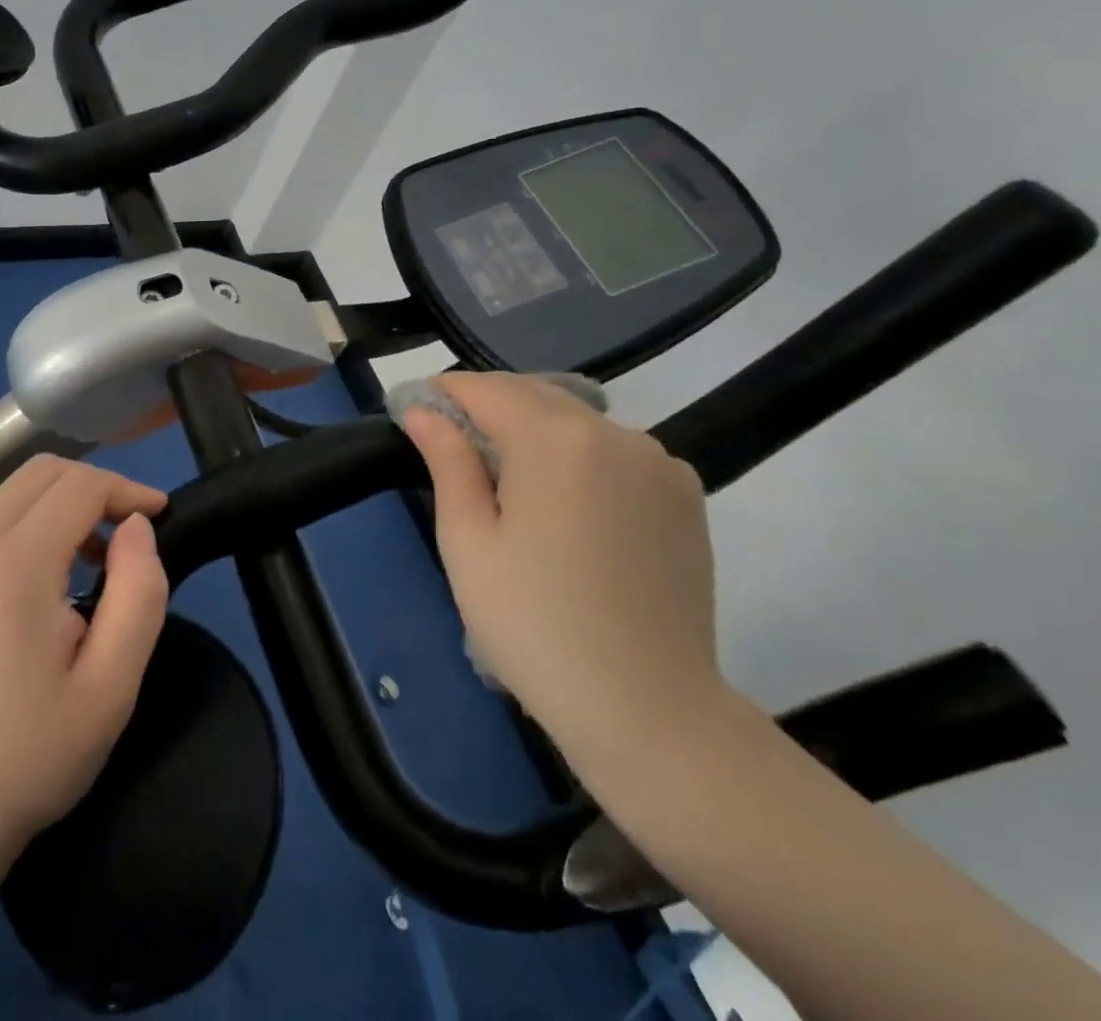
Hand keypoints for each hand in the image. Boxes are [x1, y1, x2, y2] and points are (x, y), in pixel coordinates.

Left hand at [0, 455, 169, 891]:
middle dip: (92, 485)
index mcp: (14, 566)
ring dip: (53, 507)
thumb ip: (139, 592)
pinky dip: (15, 531)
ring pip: (3, 496)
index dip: (127, 488)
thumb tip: (136, 527)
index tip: (158, 515)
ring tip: (84, 560)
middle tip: (124, 533)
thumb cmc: (28, 760)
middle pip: (38, 472)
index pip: (80, 485)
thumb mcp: (112, 687)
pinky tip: (29, 589)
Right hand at [399, 372, 723, 762]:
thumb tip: (423, 412)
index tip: (417, 411)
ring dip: (534, 429)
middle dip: (488, 407)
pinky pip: (615, 450)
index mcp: (556, 440)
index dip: (446, 393)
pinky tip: (565, 502)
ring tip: (508, 478)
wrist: (649, 711)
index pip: (487, 389)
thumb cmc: (535, 625)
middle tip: (452, 444)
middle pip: (535, 394)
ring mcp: (658, 461)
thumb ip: (447, 462)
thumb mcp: (468, 542)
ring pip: (577, 420)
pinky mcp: (684, 493)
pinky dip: (578, 455)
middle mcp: (614, 433)